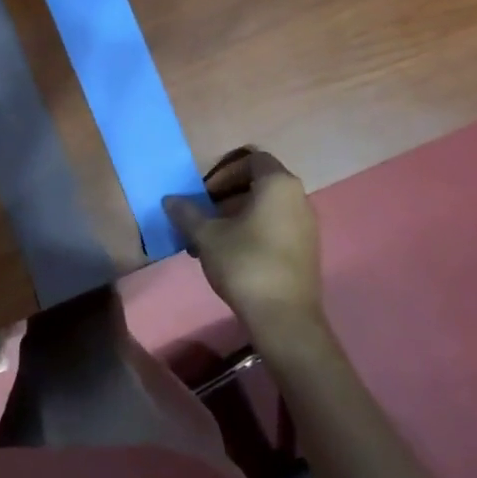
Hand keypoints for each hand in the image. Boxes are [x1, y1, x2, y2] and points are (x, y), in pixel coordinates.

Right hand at [165, 149, 323, 342]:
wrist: (285, 318)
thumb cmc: (245, 264)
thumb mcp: (207, 236)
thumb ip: (188, 213)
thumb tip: (169, 200)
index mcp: (278, 184)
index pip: (251, 159)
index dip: (224, 171)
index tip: (204, 193)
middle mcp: (299, 197)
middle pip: (258, 184)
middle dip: (226, 196)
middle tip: (203, 216)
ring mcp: (307, 225)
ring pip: (266, 208)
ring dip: (236, 216)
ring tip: (210, 240)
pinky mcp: (307, 249)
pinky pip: (276, 227)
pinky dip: (253, 231)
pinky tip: (230, 256)